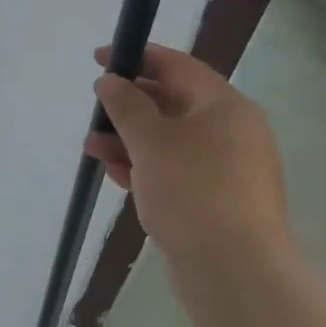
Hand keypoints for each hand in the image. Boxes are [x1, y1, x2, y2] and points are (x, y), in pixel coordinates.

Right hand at [82, 44, 291, 266]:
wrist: (233, 269)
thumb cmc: (192, 190)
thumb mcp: (150, 140)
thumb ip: (126, 105)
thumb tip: (110, 80)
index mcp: (225, 106)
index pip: (178, 66)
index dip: (137, 57)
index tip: (100, 57)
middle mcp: (232, 131)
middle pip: (173, 104)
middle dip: (128, 106)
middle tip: (94, 110)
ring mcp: (226, 168)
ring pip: (170, 141)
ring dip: (129, 140)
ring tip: (92, 147)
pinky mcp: (217, 200)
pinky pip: (175, 171)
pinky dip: (145, 167)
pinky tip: (116, 175)